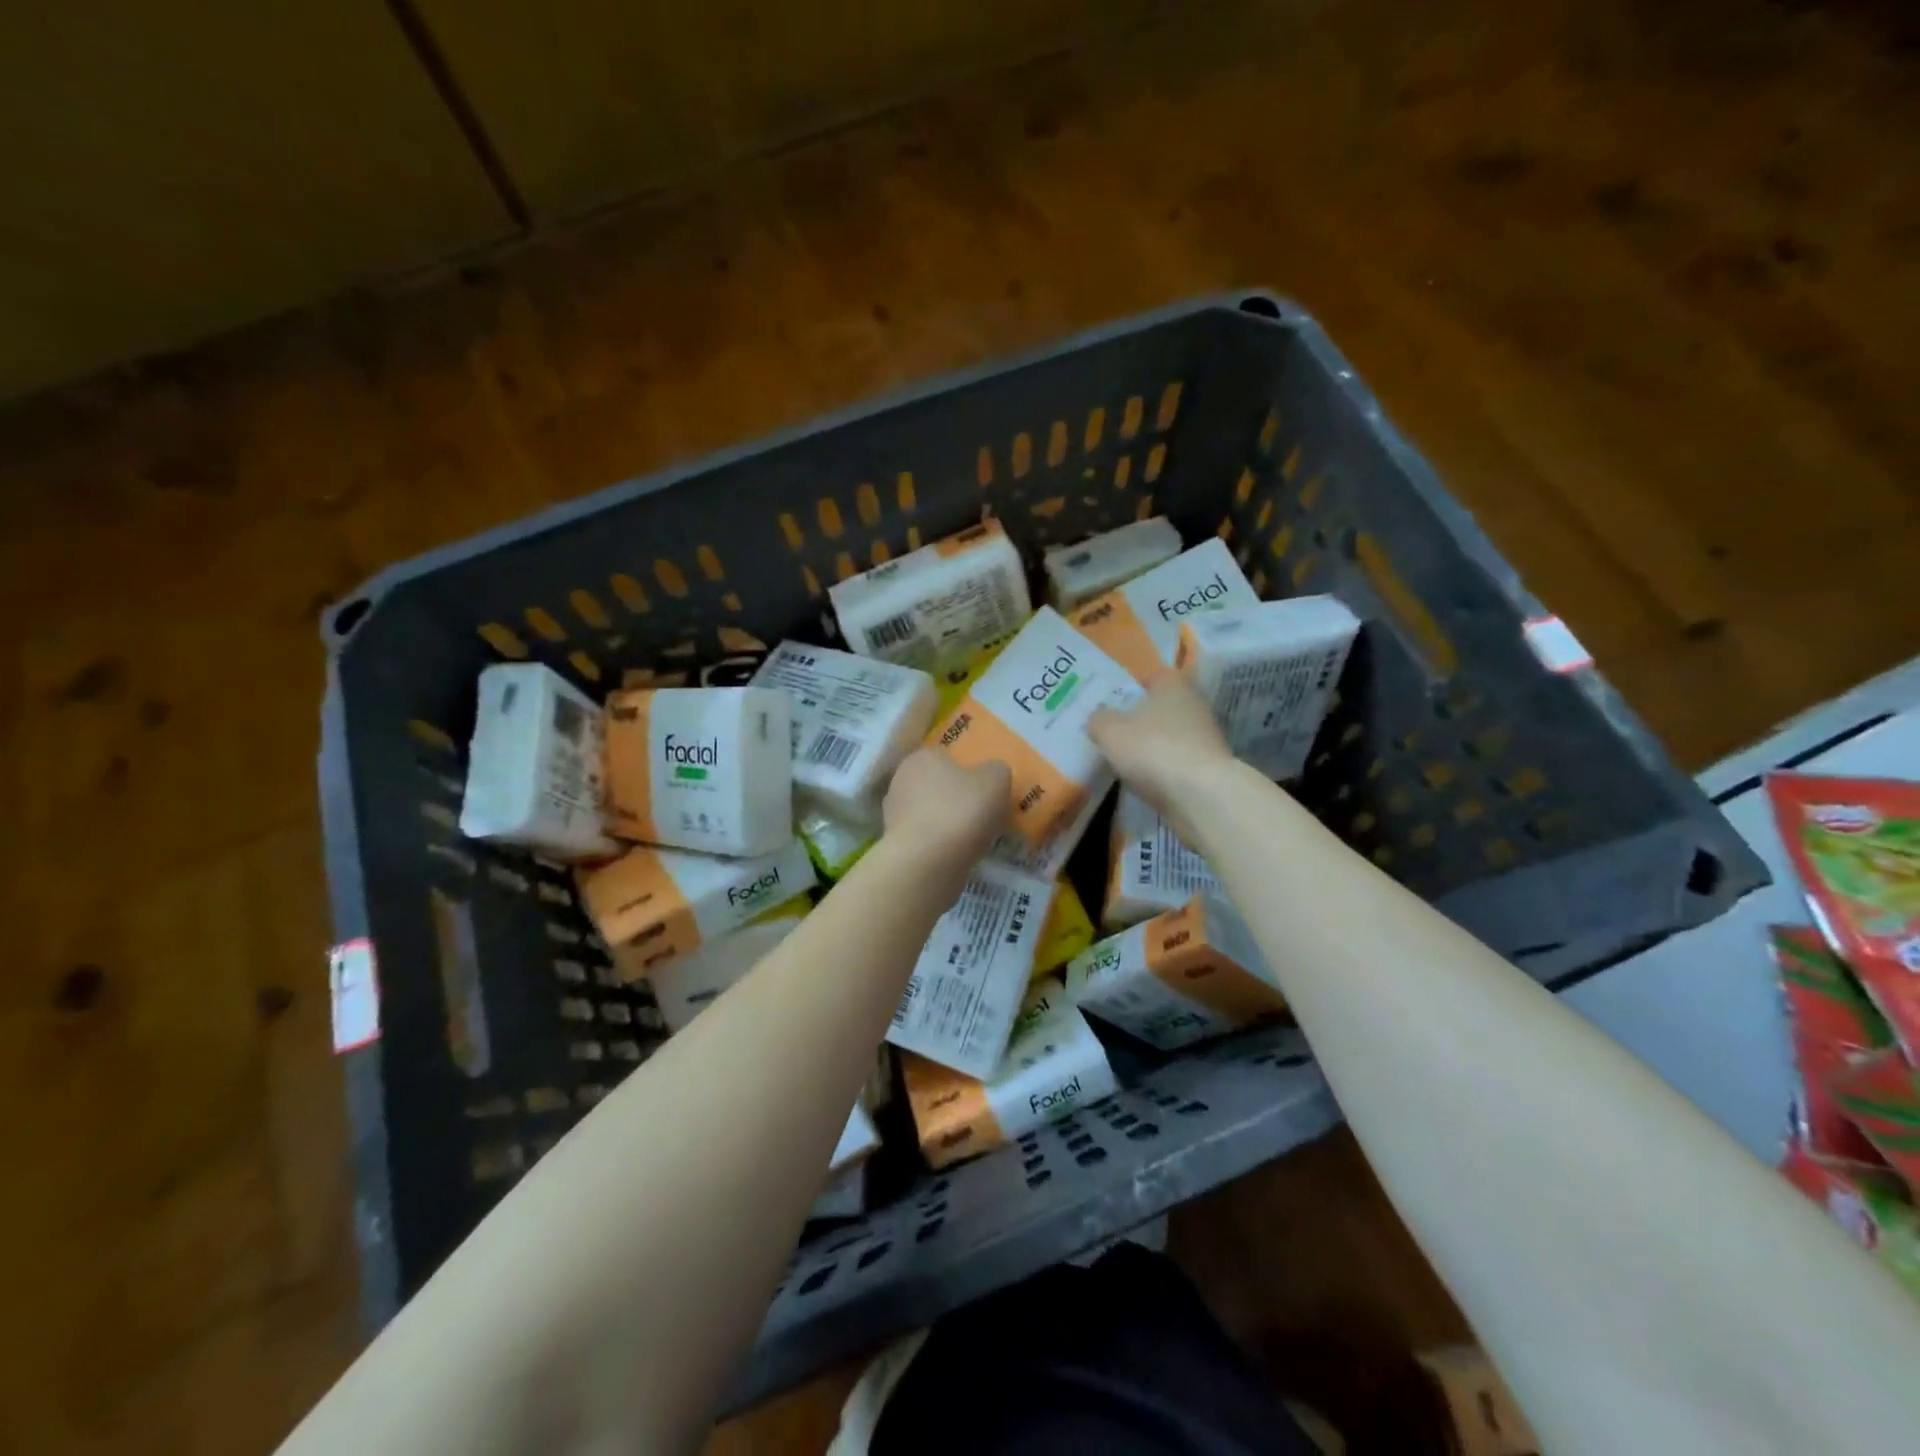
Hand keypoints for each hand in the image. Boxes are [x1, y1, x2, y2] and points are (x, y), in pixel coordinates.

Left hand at [882, 749, 1010, 876]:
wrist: (926, 863)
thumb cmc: (961, 811)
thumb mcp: (996, 780)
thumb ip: (996, 770)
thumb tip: (991, 773)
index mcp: (922, 756)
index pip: (945, 755)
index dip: (967, 769)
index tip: (984, 787)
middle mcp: (901, 780)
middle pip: (936, 784)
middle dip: (955, 797)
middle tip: (982, 812)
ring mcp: (893, 814)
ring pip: (929, 813)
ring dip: (947, 823)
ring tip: (974, 838)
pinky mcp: (894, 844)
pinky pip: (925, 838)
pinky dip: (939, 845)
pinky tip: (957, 855)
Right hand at [1088, 670, 1237, 844]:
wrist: (1201, 795)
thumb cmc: (1152, 749)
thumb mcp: (1109, 731)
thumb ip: (1098, 719)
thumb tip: (1099, 716)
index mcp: (1173, 685)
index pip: (1152, 677)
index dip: (1131, 689)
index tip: (1112, 705)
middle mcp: (1194, 705)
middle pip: (1161, 708)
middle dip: (1140, 720)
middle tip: (1113, 733)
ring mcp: (1205, 737)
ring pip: (1170, 736)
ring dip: (1152, 746)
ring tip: (1125, 761)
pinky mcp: (1209, 767)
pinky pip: (1177, 762)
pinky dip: (1163, 769)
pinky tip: (1145, 781)